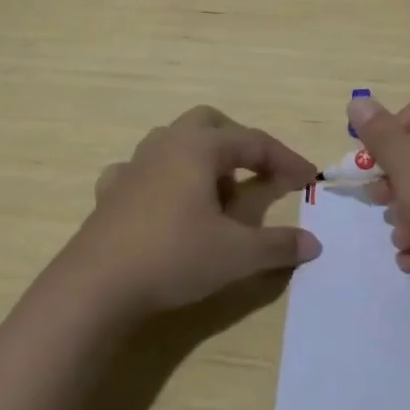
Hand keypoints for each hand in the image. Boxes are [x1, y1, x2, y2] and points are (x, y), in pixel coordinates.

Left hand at [64, 105, 320, 319]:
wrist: (96, 286)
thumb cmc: (173, 257)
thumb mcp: (236, 255)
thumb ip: (278, 246)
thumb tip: (313, 245)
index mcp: (199, 148)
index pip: (254, 141)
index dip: (285, 159)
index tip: (309, 179)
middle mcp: (166, 145)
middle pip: (210, 123)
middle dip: (239, 143)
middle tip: (259, 173)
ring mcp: (133, 165)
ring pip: (175, 141)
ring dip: (202, 158)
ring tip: (216, 194)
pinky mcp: (111, 191)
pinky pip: (142, 170)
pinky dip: (163, 179)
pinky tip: (166, 205)